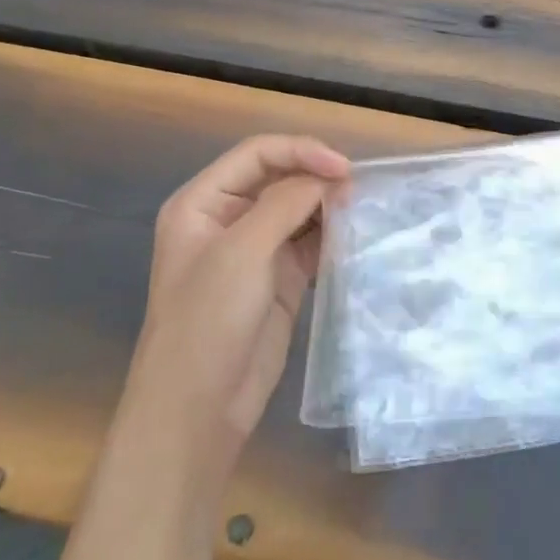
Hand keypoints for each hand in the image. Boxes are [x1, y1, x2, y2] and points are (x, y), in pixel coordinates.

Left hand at [133, 135, 350, 468]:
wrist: (198, 409)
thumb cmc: (208, 320)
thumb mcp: (242, 252)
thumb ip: (285, 204)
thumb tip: (328, 177)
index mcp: (203, 202)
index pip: (257, 154)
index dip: (300, 151)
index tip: (343, 167)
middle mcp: (228, 218)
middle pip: (280, 177)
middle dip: (317, 176)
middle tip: (357, 188)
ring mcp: (255, 249)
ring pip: (299, 209)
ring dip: (328, 205)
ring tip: (361, 208)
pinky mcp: (279, 278)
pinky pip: (310, 242)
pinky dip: (332, 234)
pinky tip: (354, 234)